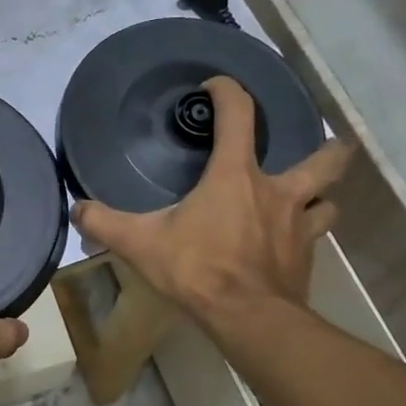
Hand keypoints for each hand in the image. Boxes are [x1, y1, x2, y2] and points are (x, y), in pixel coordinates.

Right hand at [71, 76, 352, 322]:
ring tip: (309, 197)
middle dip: (328, 147)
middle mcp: (277, 192)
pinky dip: (308, 233)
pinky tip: (292, 244)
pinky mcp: (306, 257)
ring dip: (321, 195)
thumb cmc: (197, 269)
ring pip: (328, 200)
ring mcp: (299, 226)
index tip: (216, 87)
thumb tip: (77, 209)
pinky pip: (316, 237)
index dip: (228, 92)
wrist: (247, 318)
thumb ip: (105, 223)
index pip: (239, 116)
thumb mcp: (140, 244)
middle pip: (322, 159)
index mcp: (236, 176)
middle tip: (324, 142)